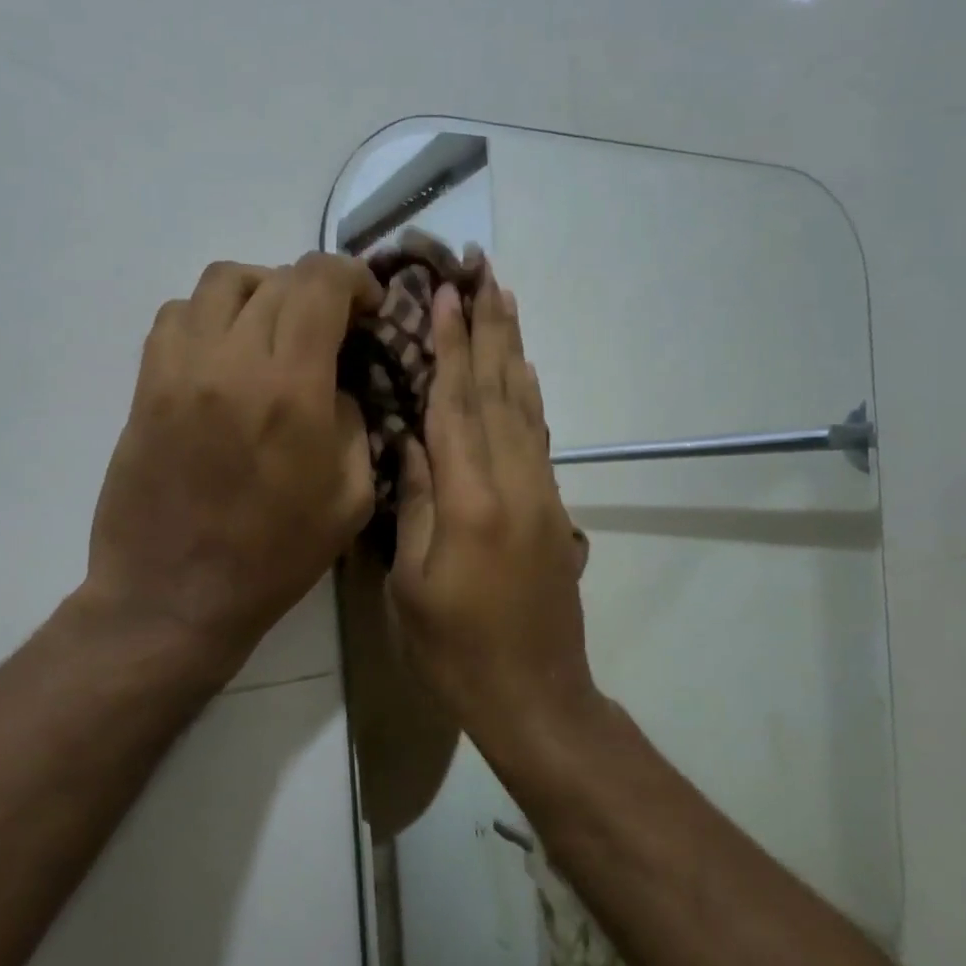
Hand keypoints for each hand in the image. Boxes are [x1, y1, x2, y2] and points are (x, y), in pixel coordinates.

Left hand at [83, 255, 383, 691]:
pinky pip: (177, 314)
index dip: (353, 279)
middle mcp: (231, 361)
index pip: (320, 284)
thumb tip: (335, 382)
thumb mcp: (350, 499)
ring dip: (261, 292)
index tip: (367, 305)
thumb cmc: (273, 558)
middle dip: (315, 290)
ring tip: (275, 329)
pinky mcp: (146, 384)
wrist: (174, 596)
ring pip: (222, 282)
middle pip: (276, 278)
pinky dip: (212, 314)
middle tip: (329, 326)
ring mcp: (179, 368)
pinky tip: (227, 351)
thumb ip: (354, 423)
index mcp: (291, 390)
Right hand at [389, 275, 596, 731]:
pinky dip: (529, 396)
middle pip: (499, 391)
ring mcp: (540, 493)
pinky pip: (538, 436)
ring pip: (524, 406)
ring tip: (506, 301)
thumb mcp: (412, 584)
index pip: (456, 405)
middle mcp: (513, 483)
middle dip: (490, 328)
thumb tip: (412, 443)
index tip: (448, 293)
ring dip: (514, 350)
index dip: (452, 346)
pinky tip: (524, 372)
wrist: (535, 695)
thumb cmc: (455, 650)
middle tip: (485, 271)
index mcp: (470, 501)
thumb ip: (416, 505)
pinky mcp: (553, 508)